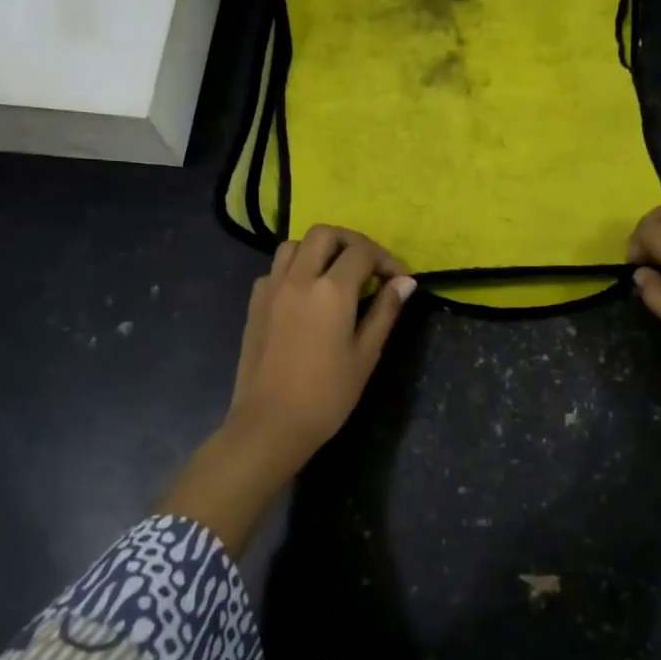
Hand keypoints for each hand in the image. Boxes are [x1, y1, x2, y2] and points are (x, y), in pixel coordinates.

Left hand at [227, 225, 416, 471]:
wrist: (270, 424)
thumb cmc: (327, 395)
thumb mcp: (366, 354)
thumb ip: (385, 311)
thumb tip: (405, 282)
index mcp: (331, 290)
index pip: (362, 253)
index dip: (386, 260)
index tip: (399, 281)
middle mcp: (298, 278)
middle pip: (325, 234)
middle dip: (352, 242)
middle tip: (369, 266)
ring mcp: (271, 288)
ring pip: (294, 245)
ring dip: (320, 250)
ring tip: (337, 274)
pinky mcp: (255, 303)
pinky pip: (276, 269)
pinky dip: (296, 269)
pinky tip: (307, 295)